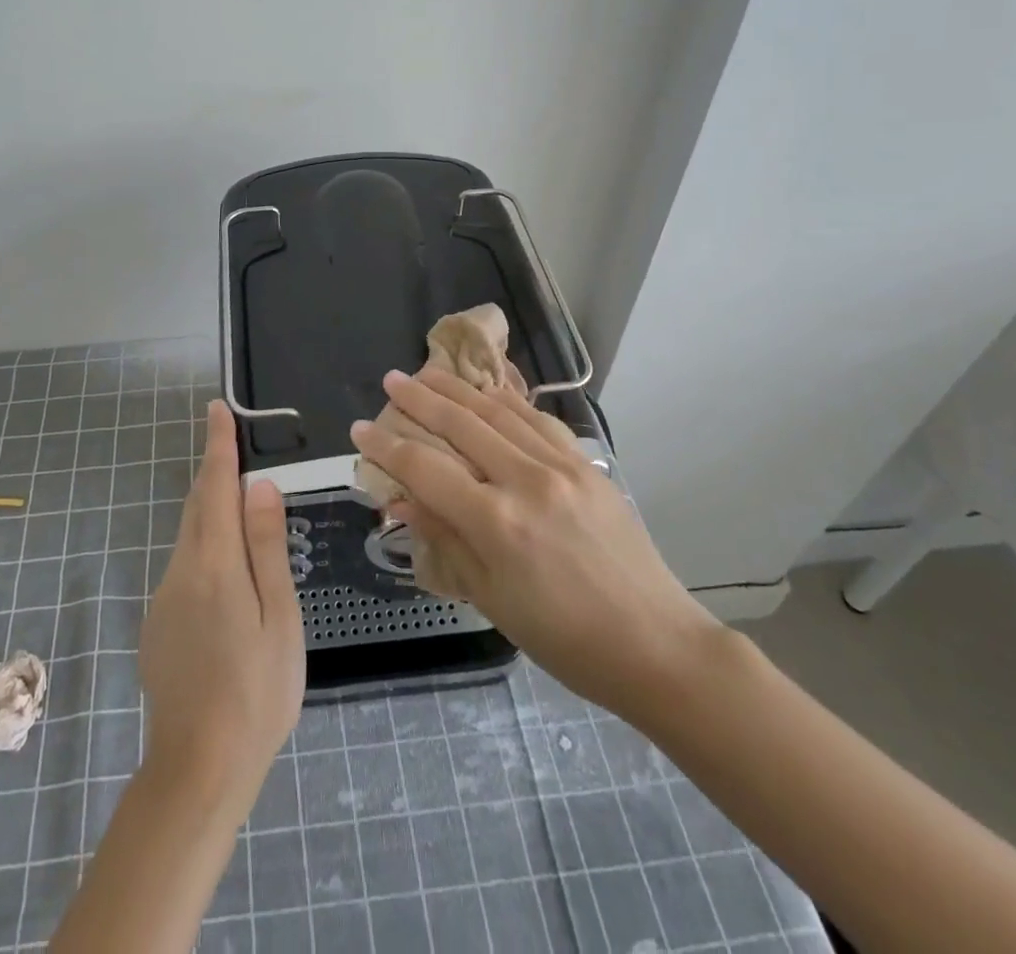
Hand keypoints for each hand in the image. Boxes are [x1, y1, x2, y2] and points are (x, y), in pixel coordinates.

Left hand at [139, 399, 303, 805]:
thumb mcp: (279, 618)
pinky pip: (185, 568)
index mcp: (215, 565)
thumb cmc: (256, 692)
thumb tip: (260, 486)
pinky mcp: (158, 625)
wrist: (197, 769)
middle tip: (234, 447)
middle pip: (197, 507)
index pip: (215, 488)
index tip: (217, 409)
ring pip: (190, 537)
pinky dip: (206, 549)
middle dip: (214, 473)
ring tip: (243, 510)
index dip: (217, 446)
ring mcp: (164, 599)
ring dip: (212, 512)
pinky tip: (228, 576)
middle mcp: (181, 571)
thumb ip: (267, 548)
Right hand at [350, 367, 721, 720]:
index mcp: (496, 523)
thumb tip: (402, 499)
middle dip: (419, 399)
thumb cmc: (564, 638)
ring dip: (459, 389)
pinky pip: (538, 420)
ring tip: (428, 372)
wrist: (655, 644)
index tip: (360, 428)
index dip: (387, 447)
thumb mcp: (491, 598)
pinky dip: (507, 400)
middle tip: (390, 380)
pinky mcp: (587, 464)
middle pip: (461, 425)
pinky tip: (489, 390)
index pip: (426, 469)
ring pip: (498, 412)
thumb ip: (445, 538)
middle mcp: (526, 481)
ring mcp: (562, 466)